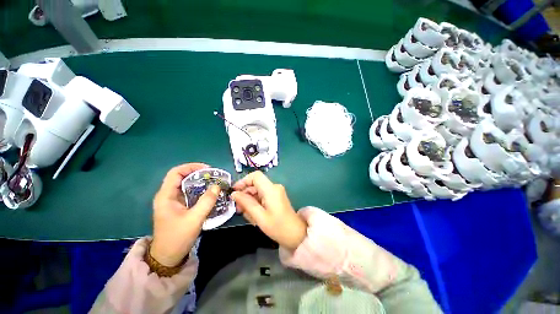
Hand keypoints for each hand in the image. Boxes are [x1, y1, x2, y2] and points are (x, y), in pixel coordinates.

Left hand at [151, 163, 220, 266]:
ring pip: (186, 185)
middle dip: (198, 174)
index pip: (176, 173)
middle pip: (182, 177)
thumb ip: (206, 202)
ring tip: (214, 182)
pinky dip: (199, 190)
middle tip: (214, 176)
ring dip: (200, 182)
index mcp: (166, 196)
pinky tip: (209, 193)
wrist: (167, 257)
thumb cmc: (177, 238)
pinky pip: (189, 193)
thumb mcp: (194, 219)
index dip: (191, 167)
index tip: (207, 169)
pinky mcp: (178, 207)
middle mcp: (167, 196)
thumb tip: (217, 186)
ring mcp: (172, 202)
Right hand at [232, 171, 306, 250]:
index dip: (243, 181)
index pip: (255, 176)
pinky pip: (262, 196)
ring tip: (246, 214)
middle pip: (255, 184)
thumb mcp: (259, 216)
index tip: (235, 192)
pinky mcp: (276, 197)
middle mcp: (274, 187)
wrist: (295, 234)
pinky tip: (253, 214)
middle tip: (238, 208)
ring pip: (258, 191)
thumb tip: (234, 194)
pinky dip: (256, 203)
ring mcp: (276, 192)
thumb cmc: (278, 227)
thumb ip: (246, 203)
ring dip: (249, 200)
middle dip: (245, 194)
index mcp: (271, 189)